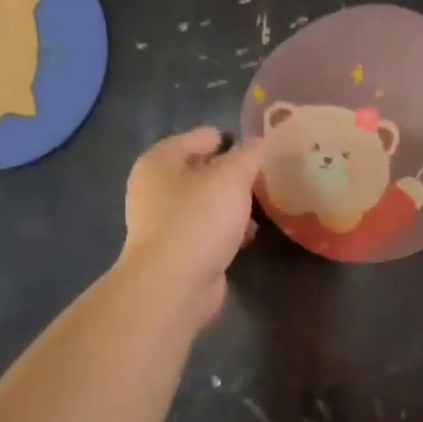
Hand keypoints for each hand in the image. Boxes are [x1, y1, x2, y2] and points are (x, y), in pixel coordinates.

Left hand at [119, 127, 263, 323]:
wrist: (175, 283)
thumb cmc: (199, 219)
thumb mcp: (232, 177)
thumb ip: (248, 155)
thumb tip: (258, 143)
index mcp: (160, 161)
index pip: (198, 138)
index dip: (228, 138)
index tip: (258, 143)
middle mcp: (156, 189)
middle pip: (201, 171)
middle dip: (232, 173)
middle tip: (266, 174)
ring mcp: (165, 222)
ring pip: (206, 203)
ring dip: (232, 203)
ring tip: (265, 202)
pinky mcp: (179, 251)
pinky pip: (208, 230)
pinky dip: (228, 228)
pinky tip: (250, 233)